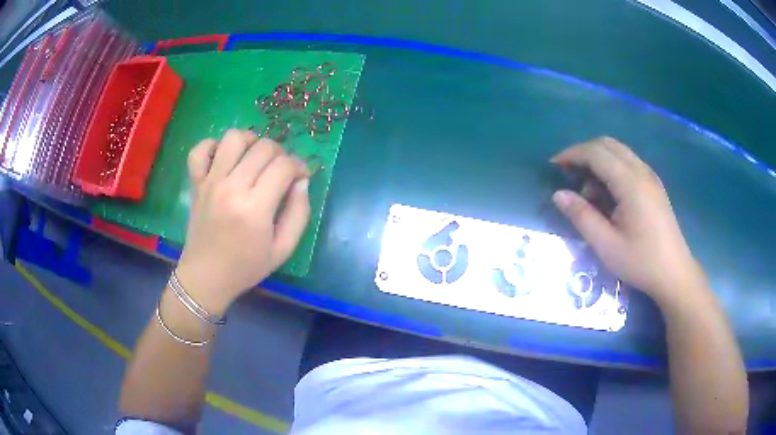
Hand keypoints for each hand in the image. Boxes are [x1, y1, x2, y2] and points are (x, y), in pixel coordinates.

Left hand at [175, 130, 309, 314]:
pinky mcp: (196, 183)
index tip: (301, 177)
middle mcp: (232, 188)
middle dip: (281, 153)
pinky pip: (200, 150)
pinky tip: (224, 158)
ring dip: (251, 141)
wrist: (206, 277)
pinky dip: (213, 146)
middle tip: (281, 171)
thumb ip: (299, 213)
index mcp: (255, 209)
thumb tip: (302, 182)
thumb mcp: (283, 249)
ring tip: (254, 157)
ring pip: (233, 138)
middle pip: (263, 147)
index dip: (300, 166)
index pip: (284, 166)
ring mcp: (210, 182)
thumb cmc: (246, 267)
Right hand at [550, 137, 705, 305]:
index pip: (596, 153)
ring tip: (586, 189)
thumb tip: (558, 195)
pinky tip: (607, 193)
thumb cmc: (641, 262)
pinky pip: (628, 162)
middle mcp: (641, 171)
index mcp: (630, 183)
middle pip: (607, 144)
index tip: (554, 166)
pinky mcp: (654, 185)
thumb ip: (582, 216)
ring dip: (597, 159)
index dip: (572, 154)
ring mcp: (650, 176)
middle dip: (583, 152)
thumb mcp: (606, 245)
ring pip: (618, 151)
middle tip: (567, 173)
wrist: (674, 273)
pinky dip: (611, 167)